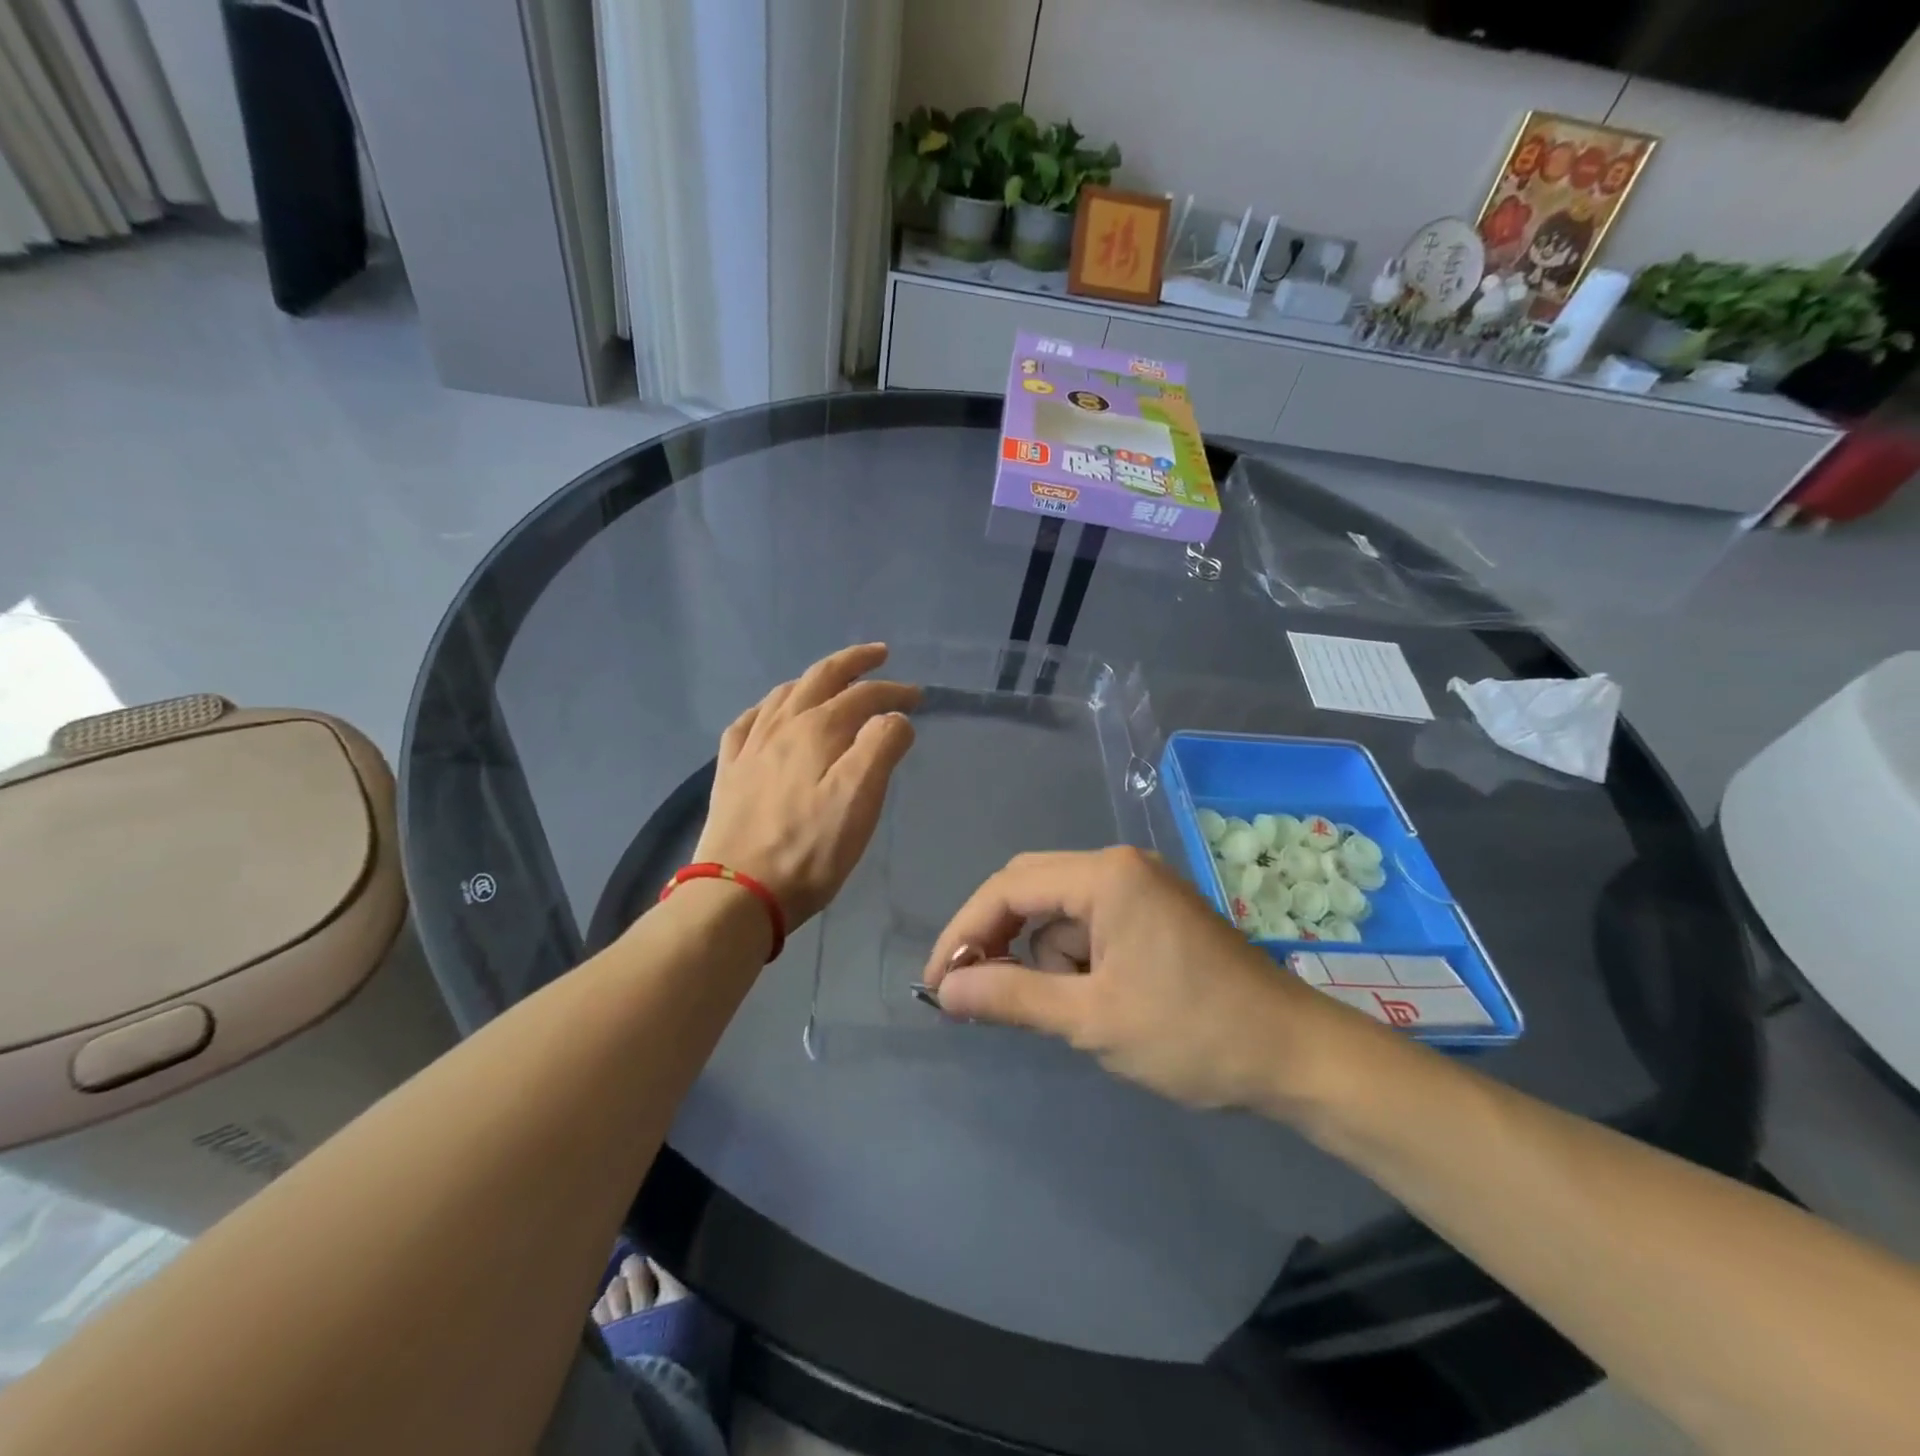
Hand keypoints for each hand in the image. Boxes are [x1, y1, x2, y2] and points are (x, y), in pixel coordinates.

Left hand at [693, 644, 919, 925]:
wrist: (738, 892)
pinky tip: (769, 715)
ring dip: (813, 680)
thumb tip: (894, 717)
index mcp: (817, 730)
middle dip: (853, 663)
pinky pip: (748, 722)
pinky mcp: (730, 772)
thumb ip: (881, 747)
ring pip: (783, 695)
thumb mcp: (860, 798)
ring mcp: (750, 748)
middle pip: (820, 679)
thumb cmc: (810, 849)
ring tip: (831, 680)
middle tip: (878, 655)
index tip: (919, 697)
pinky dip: (768, 708)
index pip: (863, 695)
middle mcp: (781, 727)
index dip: (894, 691)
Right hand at [923, 848, 1335, 1110]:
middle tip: (972, 993)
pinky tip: (1090, 1000)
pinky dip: (1073, 959)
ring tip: (1063, 1012)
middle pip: (1030, 889)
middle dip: (997, 940)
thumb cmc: (1193, 1033)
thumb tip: (946, 988)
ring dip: (1042, 957)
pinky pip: (1090, 924)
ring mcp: (1140, 886)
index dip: (964, 933)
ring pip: (1058, 911)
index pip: (1008, 888)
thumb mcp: (1092, 1019)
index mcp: (1105, 875)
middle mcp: (1119, 865)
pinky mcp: (1153, 912)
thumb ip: (1011, 997)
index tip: (938, 982)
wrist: (1296, 1056)